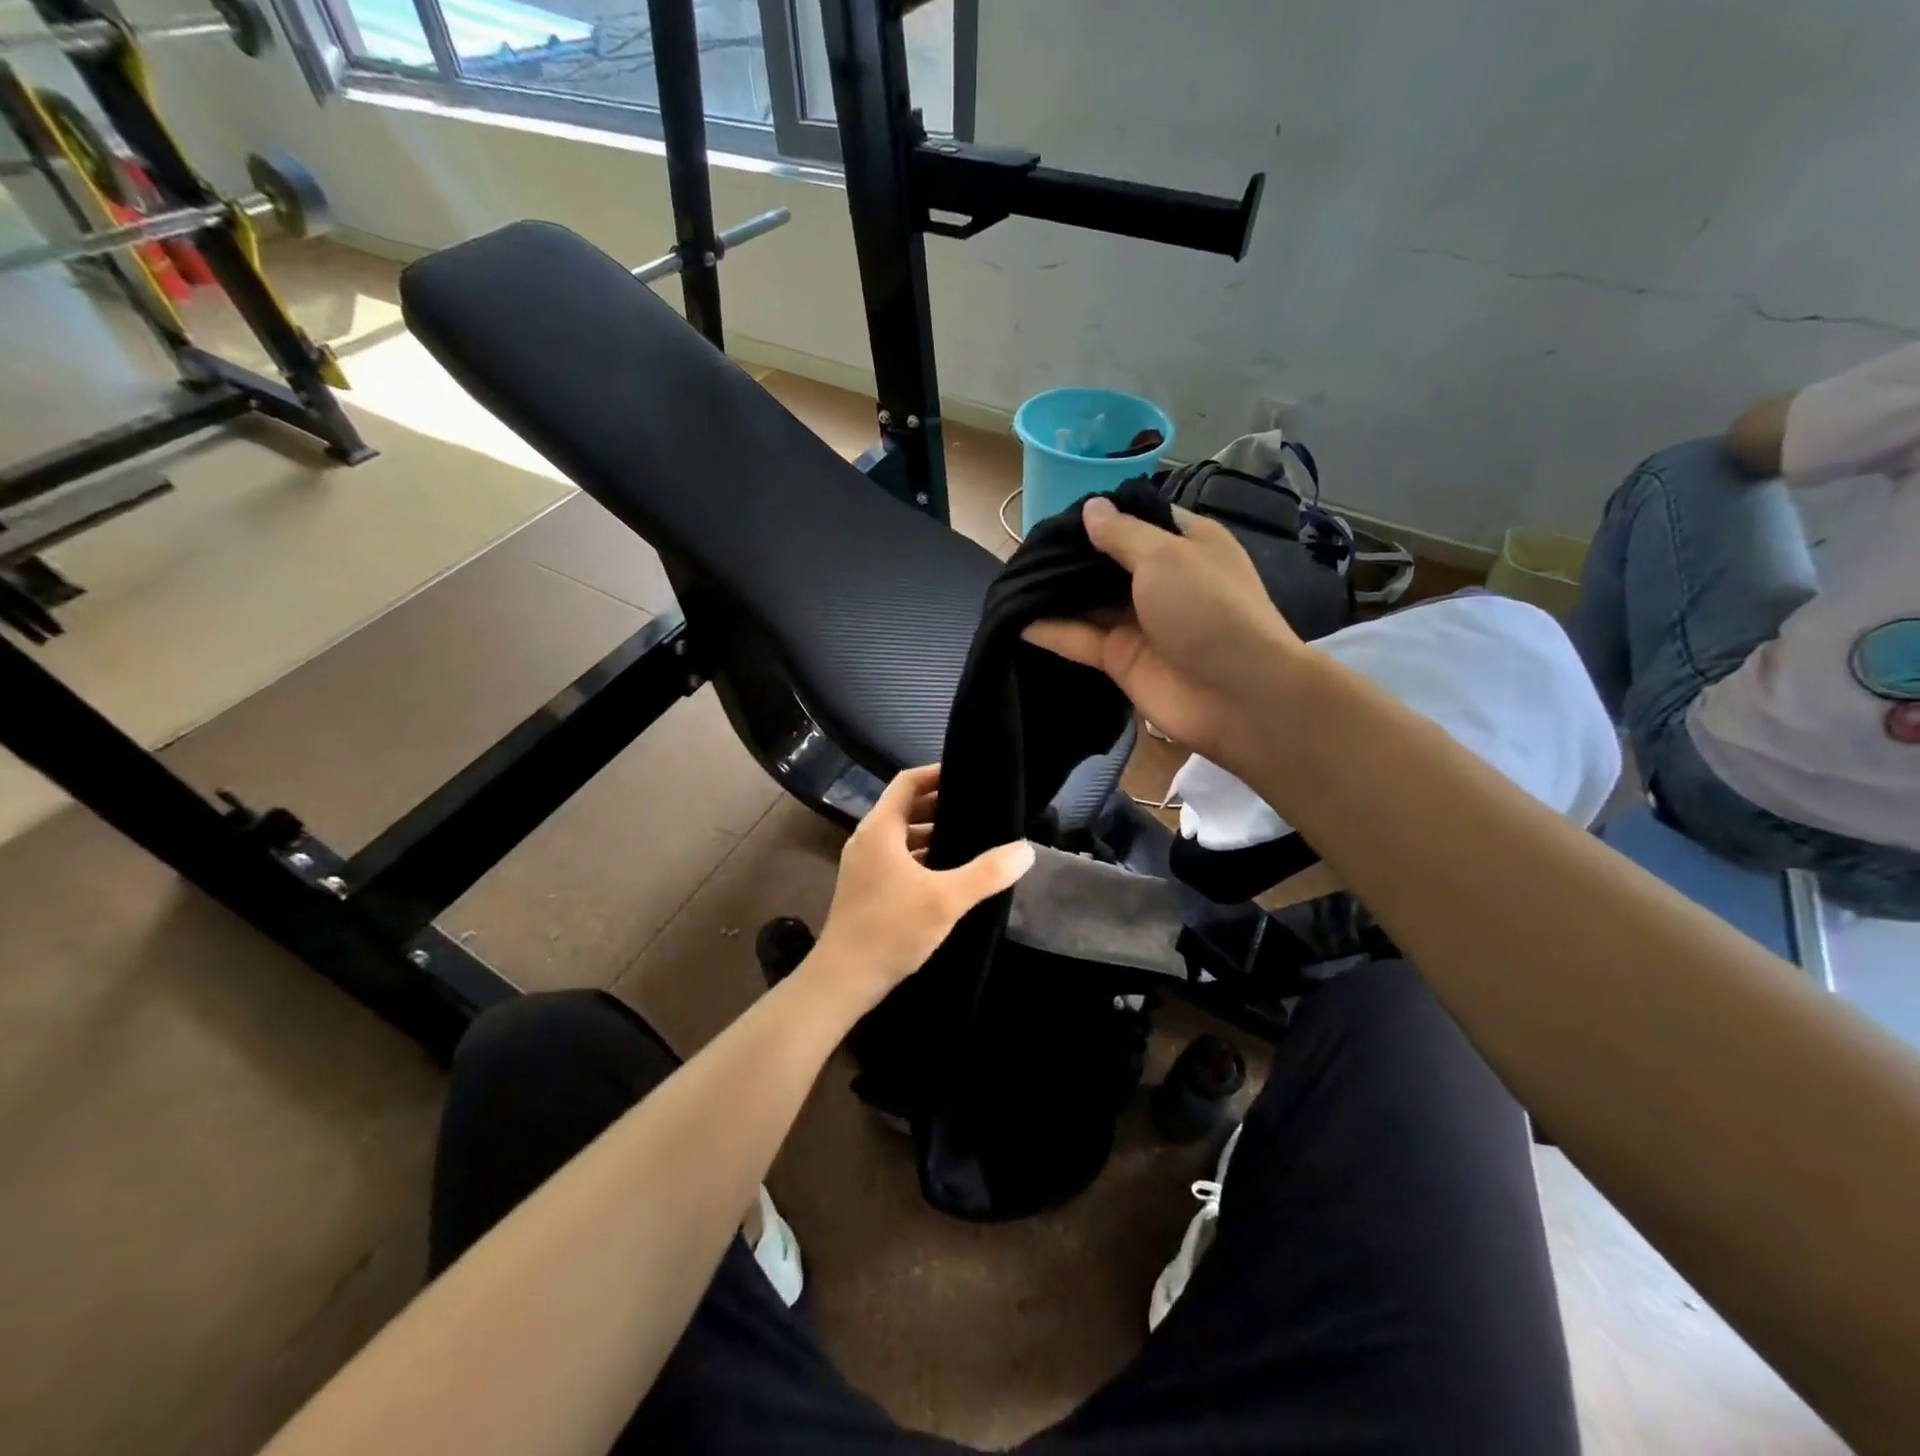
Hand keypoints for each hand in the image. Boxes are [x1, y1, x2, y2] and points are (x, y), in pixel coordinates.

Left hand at [804, 765, 1034, 1015]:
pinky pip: (898, 859)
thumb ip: (987, 872)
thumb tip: (1025, 849)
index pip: (908, 783)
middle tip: (980, 807)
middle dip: (941, 805)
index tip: (969, 774)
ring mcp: (865, 865)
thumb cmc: (891, 929)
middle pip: (906, 807)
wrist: (844, 980)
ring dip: (933, 833)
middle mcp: (868, 840)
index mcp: (880, 829)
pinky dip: (923, 856)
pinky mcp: (867, 888)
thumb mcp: (946, 899)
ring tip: (972, 837)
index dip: (937, 774)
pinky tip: (950, 873)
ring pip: (903, 836)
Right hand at [1025, 496, 1304, 770]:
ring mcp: (1139, 621)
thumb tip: (1090, 508)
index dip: (1100, 516)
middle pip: (1105, 561)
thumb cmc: (1209, 609)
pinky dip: (1051, 630)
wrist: (1238, 696)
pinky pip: (1080, 639)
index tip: (1056, 514)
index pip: (1136, 521)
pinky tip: (1016, 619)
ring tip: (1010, 579)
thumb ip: (1121, 534)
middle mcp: (1160, 580)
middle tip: (1022, 548)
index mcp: (1184, 544)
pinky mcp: (1120, 659)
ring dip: (1054, 592)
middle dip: (1068, 555)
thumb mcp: (1166, 556)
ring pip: (1088, 601)